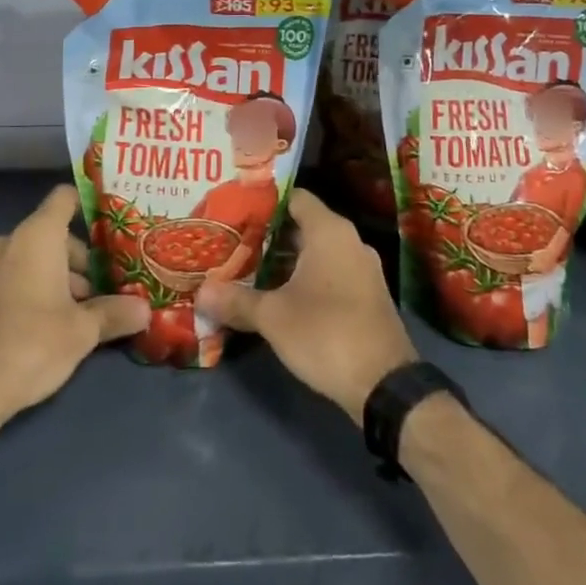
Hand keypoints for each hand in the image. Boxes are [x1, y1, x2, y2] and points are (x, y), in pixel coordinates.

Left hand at [0, 185, 149, 433]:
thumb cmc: (31, 345)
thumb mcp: (82, 332)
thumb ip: (114, 314)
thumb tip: (145, 309)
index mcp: (36, 237)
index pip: (64, 198)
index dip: (87, 205)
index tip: (110, 224)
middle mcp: (7, 242)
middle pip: (50, 234)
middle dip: (77, 259)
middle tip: (101, 289)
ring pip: (28, 258)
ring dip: (53, 277)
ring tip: (76, 313)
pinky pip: (8, 277)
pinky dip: (28, 289)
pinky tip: (42, 325)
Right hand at [198, 190, 417, 423]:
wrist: (385, 387)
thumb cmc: (326, 333)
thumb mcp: (273, 317)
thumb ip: (236, 300)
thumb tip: (199, 293)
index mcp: (330, 231)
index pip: (293, 198)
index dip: (263, 201)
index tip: (234, 209)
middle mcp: (349, 242)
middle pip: (302, 226)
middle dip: (267, 235)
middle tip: (230, 241)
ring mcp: (361, 270)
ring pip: (314, 253)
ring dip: (283, 262)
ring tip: (245, 268)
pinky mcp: (365, 297)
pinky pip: (328, 274)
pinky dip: (303, 279)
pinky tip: (275, 295)